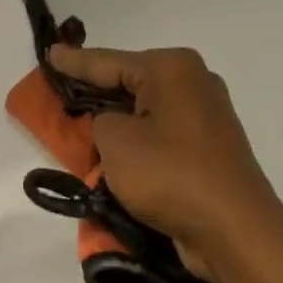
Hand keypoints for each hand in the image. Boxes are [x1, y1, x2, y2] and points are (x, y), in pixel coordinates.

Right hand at [49, 45, 282, 274]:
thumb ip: (100, 121)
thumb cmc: (169, 175)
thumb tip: (114, 124)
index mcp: (171, 69)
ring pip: (145, 110)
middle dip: (96, 90)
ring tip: (83, 126)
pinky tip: (117, 153)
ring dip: (117, 121)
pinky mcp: (209, 147)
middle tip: (61, 92)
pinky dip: (137, 140)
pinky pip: (160, 133)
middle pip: (130, 82)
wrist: (233, 229)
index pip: (108, 62)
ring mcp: (206, 115)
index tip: (50, 52)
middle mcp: (194, 82)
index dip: (74, 62)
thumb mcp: (115, 142)